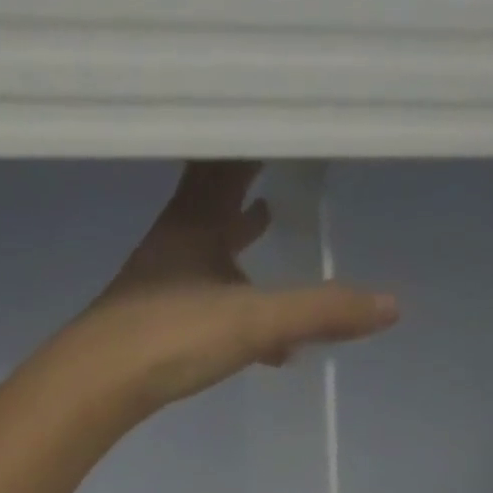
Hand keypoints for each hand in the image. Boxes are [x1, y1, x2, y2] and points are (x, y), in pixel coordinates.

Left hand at [34, 161, 396, 423]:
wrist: (99, 385)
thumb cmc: (173, 335)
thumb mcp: (255, 321)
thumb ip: (321, 312)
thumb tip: (393, 305)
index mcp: (196, 219)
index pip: (226, 154)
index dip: (253, 131)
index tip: (280, 106)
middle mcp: (176, 240)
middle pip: (214, 194)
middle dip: (248, 176)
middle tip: (279, 152)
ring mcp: (163, 282)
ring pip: (208, 248)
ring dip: (237, 237)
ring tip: (269, 219)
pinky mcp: (158, 323)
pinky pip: (206, 298)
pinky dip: (234, 300)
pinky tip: (259, 332)